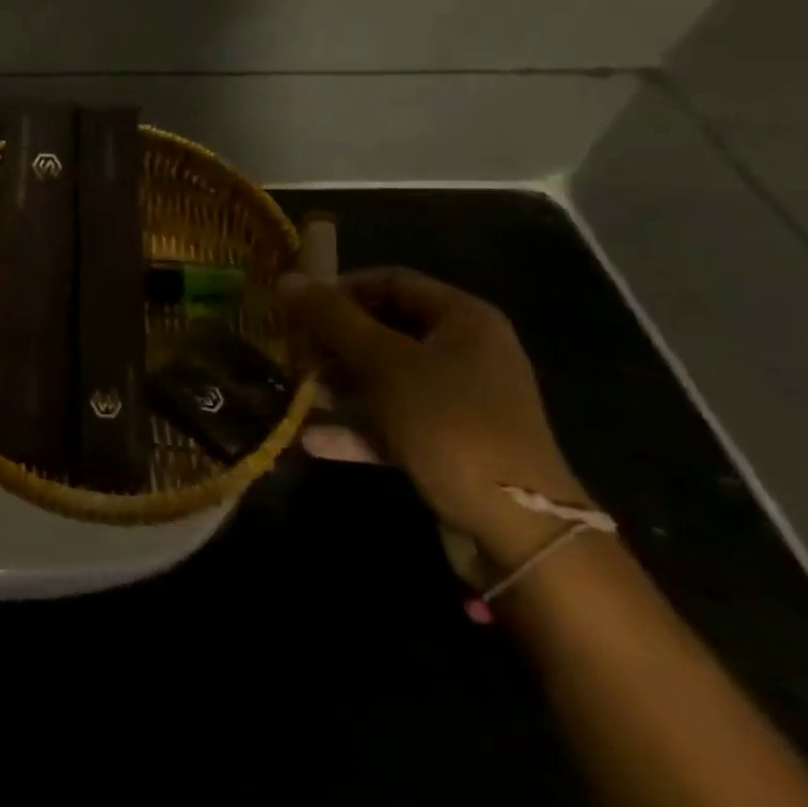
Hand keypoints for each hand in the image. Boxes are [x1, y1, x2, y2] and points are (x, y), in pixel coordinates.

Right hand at [283, 268, 589, 564]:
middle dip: (333, 342)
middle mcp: (464, 352)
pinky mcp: (448, 442)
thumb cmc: (450, 423)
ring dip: (338, 385)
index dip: (340, 289)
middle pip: (384, 329)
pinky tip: (313, 439)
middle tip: (292, 352)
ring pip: (384, 377)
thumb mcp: (384, 363)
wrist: (520, 528)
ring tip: (297, 393)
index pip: (391, 281)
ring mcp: (458, 400)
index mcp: (463, 319)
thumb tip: (287, 278)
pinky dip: (356, 427)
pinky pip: (393, 421)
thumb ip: (332, 318)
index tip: (297, 308)